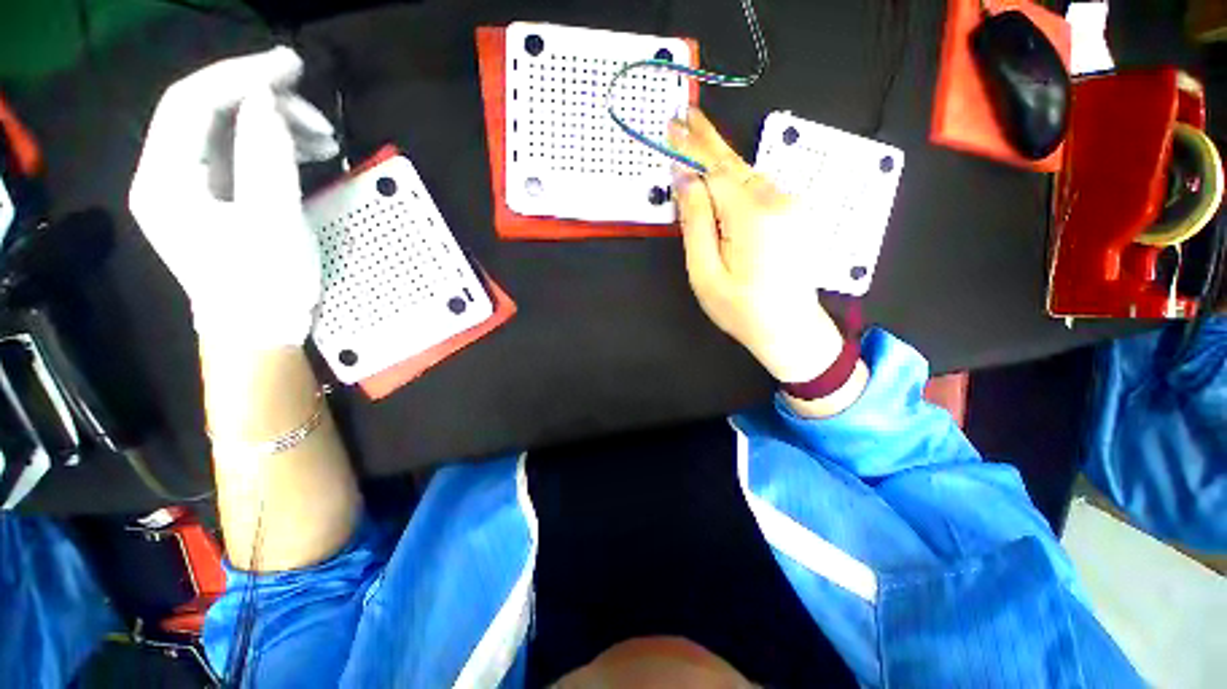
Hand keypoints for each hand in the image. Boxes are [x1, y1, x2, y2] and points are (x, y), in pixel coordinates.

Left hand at [129, 47, 338, 351]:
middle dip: (263, 101)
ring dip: (274, 125)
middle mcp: (167, 174)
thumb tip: (267, 102)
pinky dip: (273, 146)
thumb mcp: (272, 220)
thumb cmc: (265, 284)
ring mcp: (190, 186)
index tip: (291, 66)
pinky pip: (239, 154)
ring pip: (228, 131)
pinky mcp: (215, 198)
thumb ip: (265, 156)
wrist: (261, 331)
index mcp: (166, 179)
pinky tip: (307, 151)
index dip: (240, 76)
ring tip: (323, 137)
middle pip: (208, 112)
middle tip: (316, 112)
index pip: (192, 102)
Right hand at [669, 110, 843, 383]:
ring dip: (720, 162)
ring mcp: (791, 205)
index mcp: (753, 216)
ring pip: (747, 174)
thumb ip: (696, 223)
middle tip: (685, 115)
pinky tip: (721, 181)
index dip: (692, 148)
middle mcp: (778, 201)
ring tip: (696, 144)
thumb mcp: (705, 273)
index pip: (715, 170)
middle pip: (735, 164)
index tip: (673, 124)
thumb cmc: (742, 309)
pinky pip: (759, 187)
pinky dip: (736, 179)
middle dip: (707, 140)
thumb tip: (685, 181)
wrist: (790, 329)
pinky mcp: (794, 213)